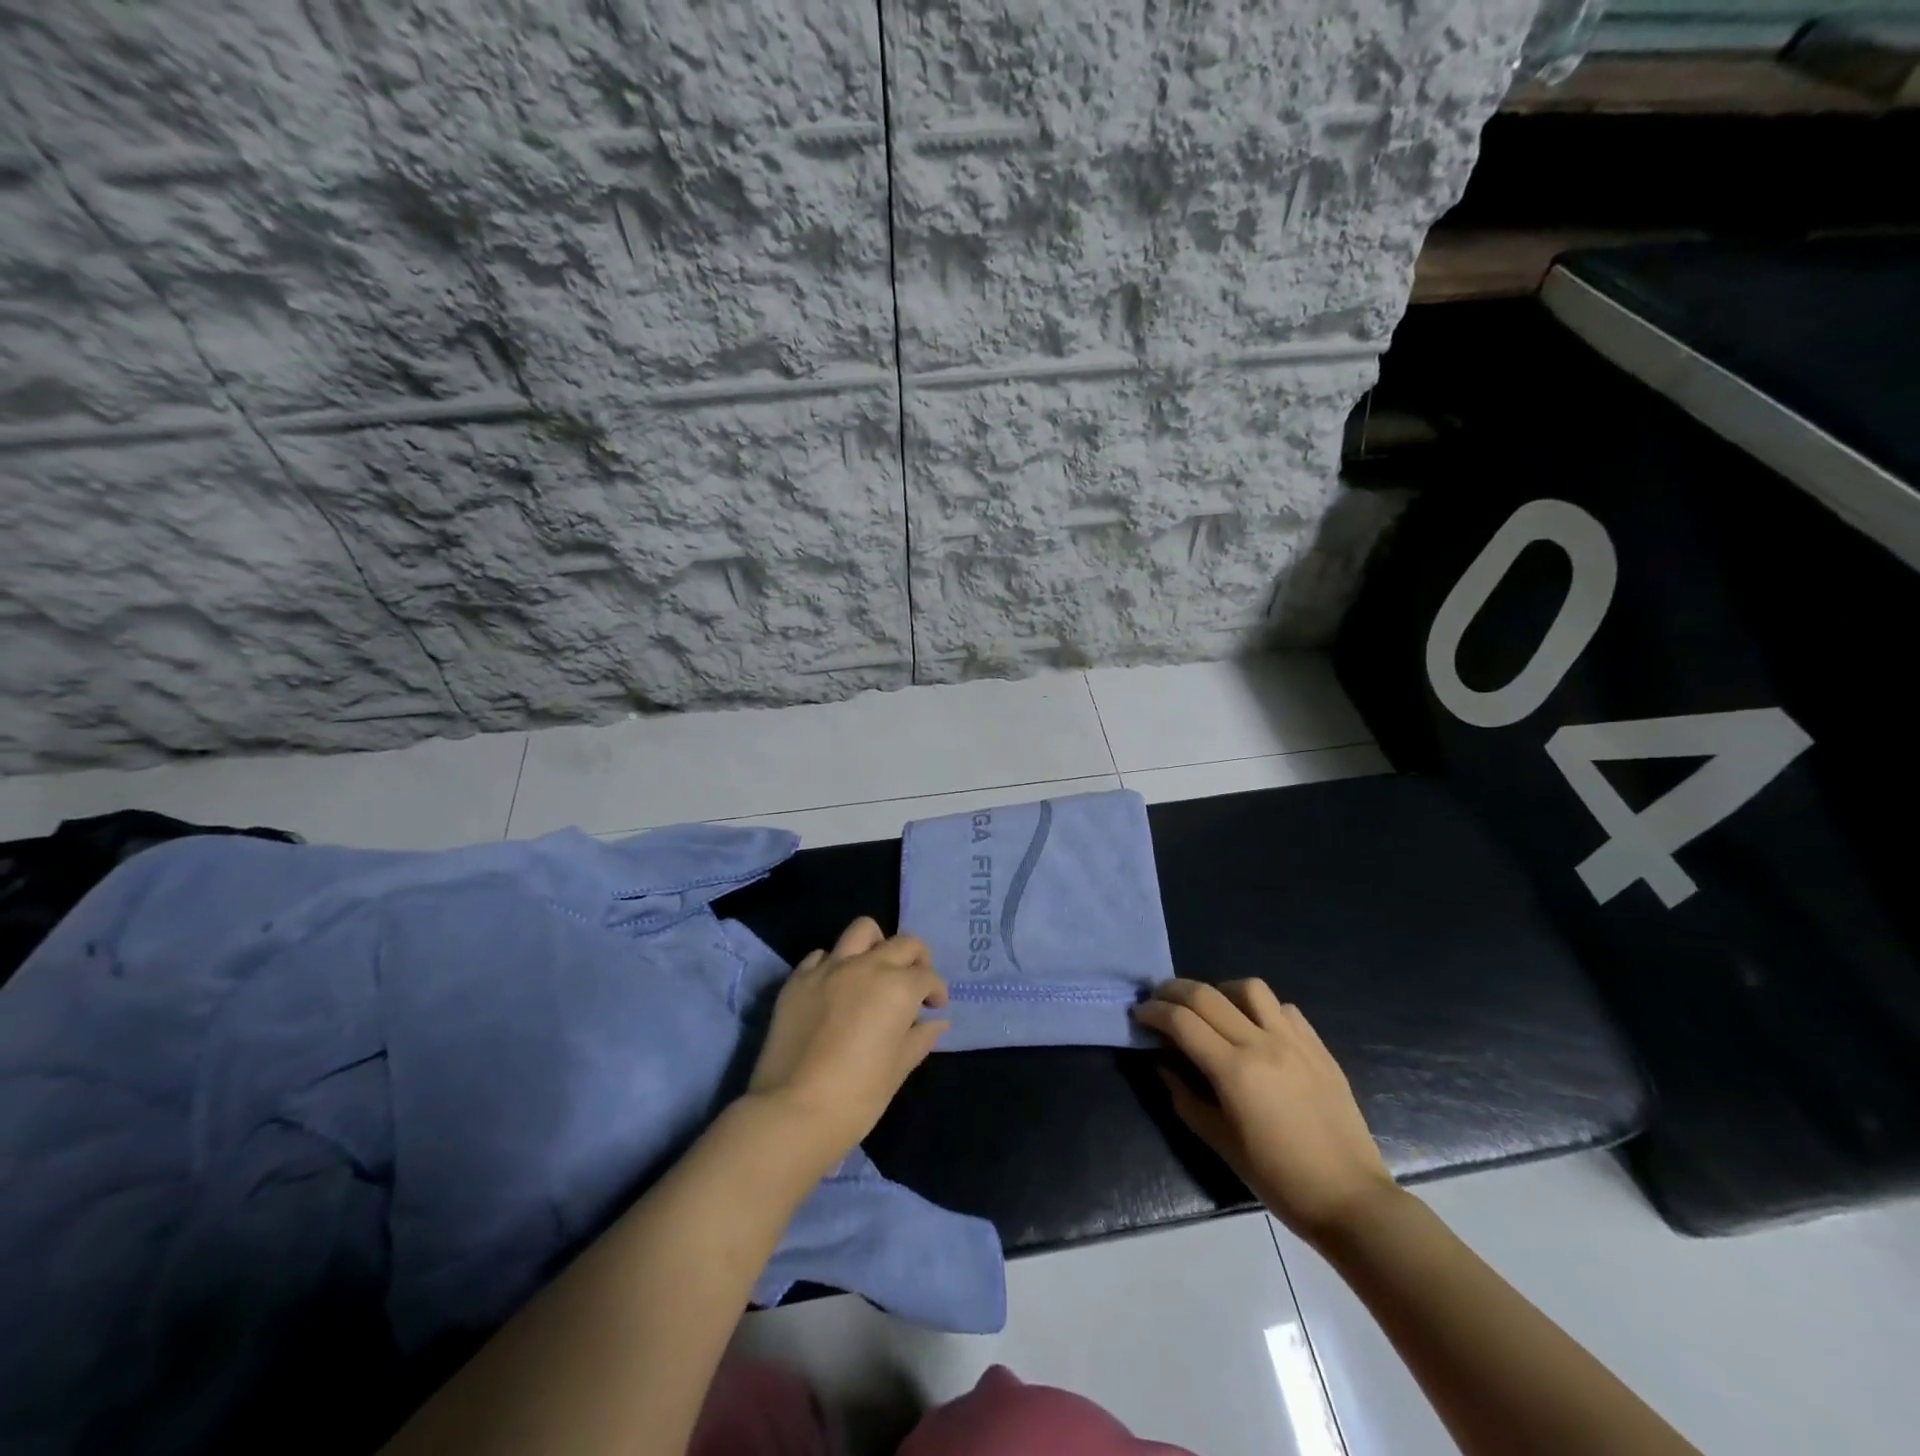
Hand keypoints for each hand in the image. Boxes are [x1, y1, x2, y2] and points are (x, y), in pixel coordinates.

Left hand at [746, 917, 948, 1166]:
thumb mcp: (897, 1070)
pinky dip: (834, 964)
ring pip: (861, 931)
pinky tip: (835, 988)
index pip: (927, 976)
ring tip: (874, 970)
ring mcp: (829, 969)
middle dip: (916, 960)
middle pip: (903, 943)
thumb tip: (936, 1023)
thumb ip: (919, 1039)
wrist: (792, 1111)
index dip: (936, 991)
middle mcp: (867, 966)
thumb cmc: (856, 1097)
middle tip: (913, 984)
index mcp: (898, 988)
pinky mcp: (798, 979)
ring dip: (876, 945)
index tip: (934, 1008)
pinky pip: (821, 956)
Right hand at [1132, 979, 1398, 1246]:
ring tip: (1212, 1009)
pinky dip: (1260, 1008)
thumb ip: (1185, 1098)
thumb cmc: (1278, 1179)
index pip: (1181, 1021)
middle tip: (1159, 1001)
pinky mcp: (1318, 1047)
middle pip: (1207, 994)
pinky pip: (1283, 1008)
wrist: (1350, 1199)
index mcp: (1234, 1070)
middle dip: (1173, 990)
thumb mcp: (1220, 1143)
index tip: (1139, 1015)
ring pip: (1249, 988)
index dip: (1153, 1012)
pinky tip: (1255, 1028)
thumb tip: (1163, 1065)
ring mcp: (1294, 1041)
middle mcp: (1262, 1043)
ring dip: (1220, 990)